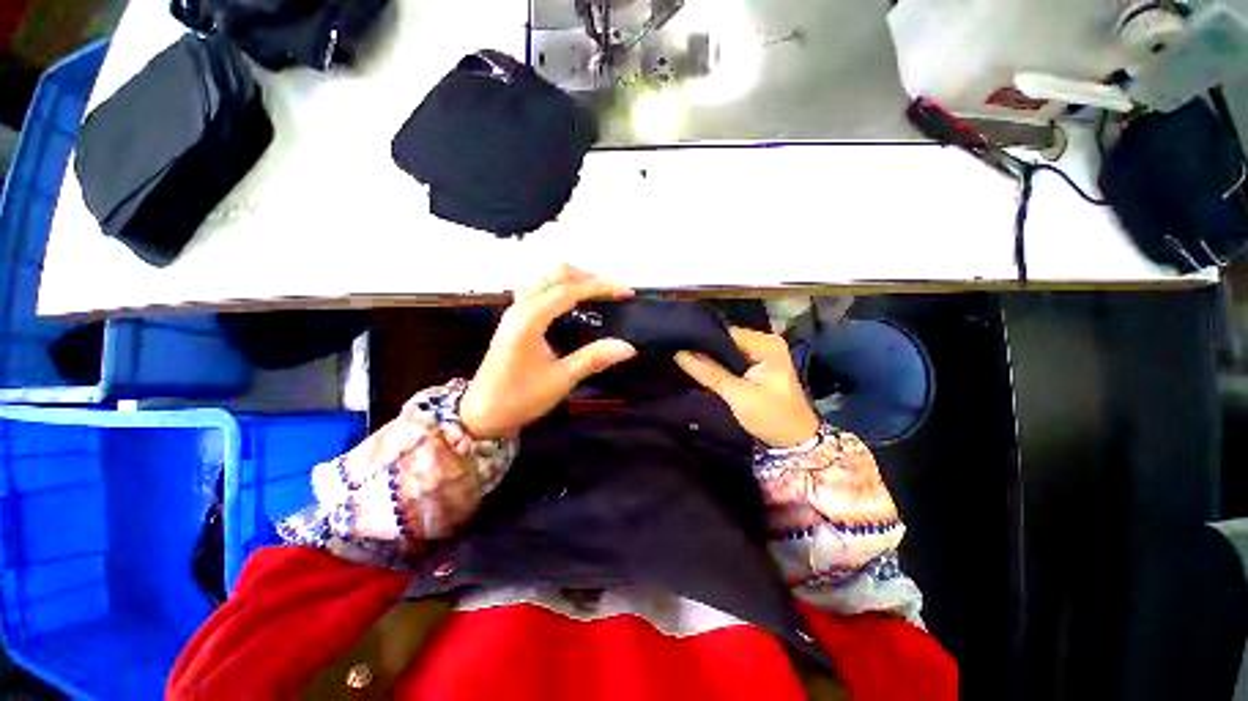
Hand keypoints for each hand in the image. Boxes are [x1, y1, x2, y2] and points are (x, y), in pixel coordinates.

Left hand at [459, 265, 637, 438]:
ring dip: (574, 279)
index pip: (568, 290)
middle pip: (555, 273)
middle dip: (588, 277)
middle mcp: (520, 307)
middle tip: (613, 293)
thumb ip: (593, 359)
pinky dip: (561, 287)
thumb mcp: (560, 380)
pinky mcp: (515, 317)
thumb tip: (629, 347)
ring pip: (546, 277)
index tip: (626, 292)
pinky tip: (574, 304)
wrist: (482, 413)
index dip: (600, 287)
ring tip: (598, 295)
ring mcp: (515, 310)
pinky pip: (540, 288)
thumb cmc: (519, 398)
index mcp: (529, 321)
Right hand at [675, 327, 820, 447]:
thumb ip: (710, 373)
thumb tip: (679, 353)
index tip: (680, 345)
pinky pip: (731, 358)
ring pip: (726, 349)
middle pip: (726, 339)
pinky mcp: (756, 365)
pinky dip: (718, 364)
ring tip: (684, 359)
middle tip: (678, 353)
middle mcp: (765, 342)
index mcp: (767, 344)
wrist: (795, 442)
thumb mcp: (739, 396)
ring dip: (709, 357)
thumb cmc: (772, 417)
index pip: (727, 333)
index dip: (704, 339)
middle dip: (705, 348)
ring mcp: (761, 353)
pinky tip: (701, 368)